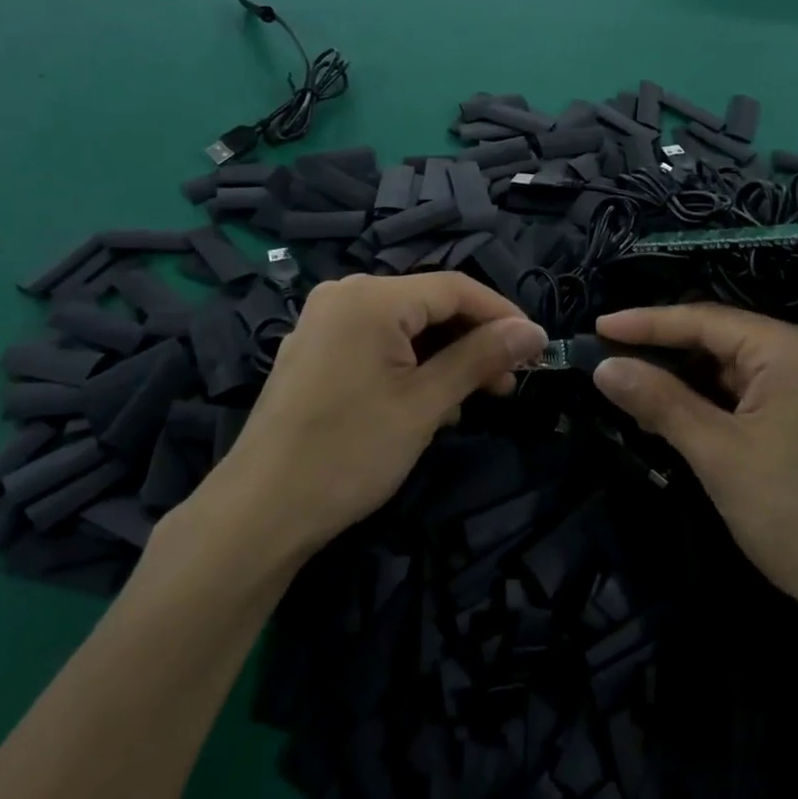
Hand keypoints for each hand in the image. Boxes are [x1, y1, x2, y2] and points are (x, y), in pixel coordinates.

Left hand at [222, 273, 546, 556]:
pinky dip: (408, 366)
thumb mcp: (426, 404)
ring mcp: (323, 322)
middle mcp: (343, 295)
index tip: (536, 347)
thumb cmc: (350, 452)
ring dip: (442, 358)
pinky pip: (375, 342)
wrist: (262, 510)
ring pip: (403, 327)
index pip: (454, 288)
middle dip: (471, 341)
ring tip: (466, 403)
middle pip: (427, 305)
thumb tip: (533, 331)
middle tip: (506, 385)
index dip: (501, 314)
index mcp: (370, 296)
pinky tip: (426, 404)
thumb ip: (480, 357)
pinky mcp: (314, 351)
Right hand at [591, 303, 797, 637]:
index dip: (646, 323)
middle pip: (720, 339)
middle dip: (664, 352)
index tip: (597, 325)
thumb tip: (605, 367)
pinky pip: (752, 392)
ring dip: (686, 381)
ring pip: (734, 368)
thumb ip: (660, 402)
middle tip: (610, 362)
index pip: (704, 320)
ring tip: (634, 390)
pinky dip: (713, 401)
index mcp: (790, 348)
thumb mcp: (719, 455)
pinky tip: (679, 415)